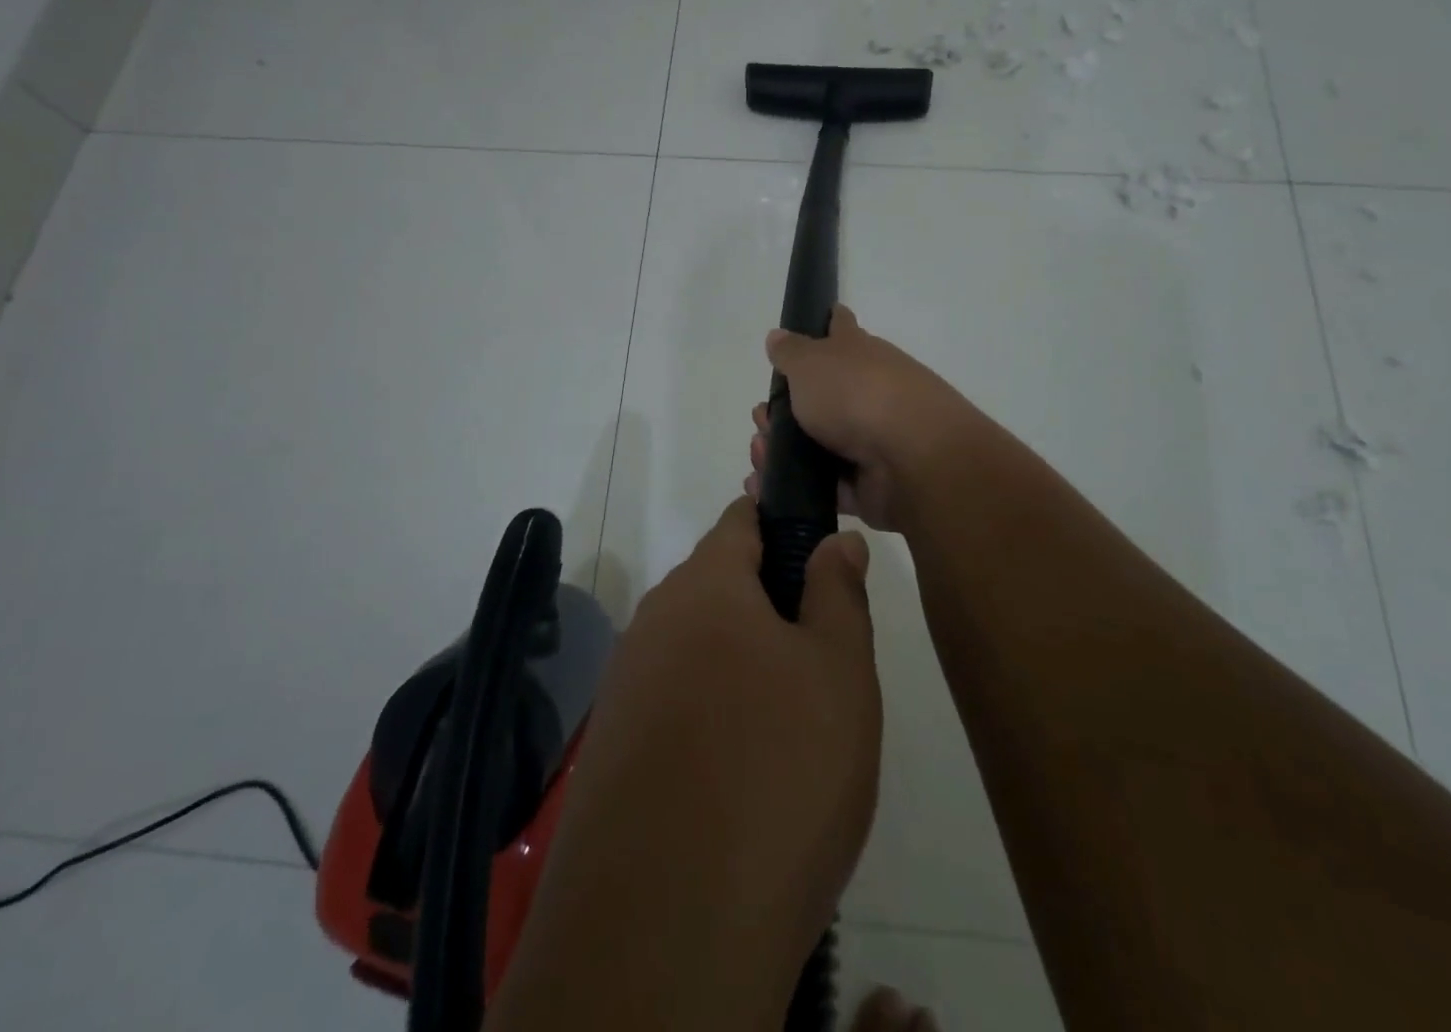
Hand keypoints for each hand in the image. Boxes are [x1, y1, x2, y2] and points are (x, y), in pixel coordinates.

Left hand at [493, 499, 880, 1030]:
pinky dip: (712, 713)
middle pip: (720, 584)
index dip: (783, 521)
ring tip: (792, 726)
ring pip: (698, 646)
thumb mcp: (839, 673)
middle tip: (822, 661)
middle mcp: (653, 621)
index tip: (821, 554)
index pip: (742, 518)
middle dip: (771, 603)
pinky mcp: (612, 748)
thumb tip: (835, 540)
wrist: (665, 932)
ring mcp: (625, 685)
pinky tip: (742, 773)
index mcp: (705, 586)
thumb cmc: (777, 773)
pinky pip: (674, 701)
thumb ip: (838, 592)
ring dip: (743, 663)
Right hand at [746, 305, 974, 534]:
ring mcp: (871, 439)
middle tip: (761, 415)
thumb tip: (777, 336)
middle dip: (786, 405)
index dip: (828, 321)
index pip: (841, 327)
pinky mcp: (868, 483)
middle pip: (823, 394)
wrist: (912, 458)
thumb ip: (790, 352)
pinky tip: (764, 484)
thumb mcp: (811, 362)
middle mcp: (868, 391)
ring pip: (818, 442)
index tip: (816, 320)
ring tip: (759, 452)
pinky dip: (794, 486)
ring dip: (783, 448)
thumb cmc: (857, 394)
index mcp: (859, 353)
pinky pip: (823, 485)